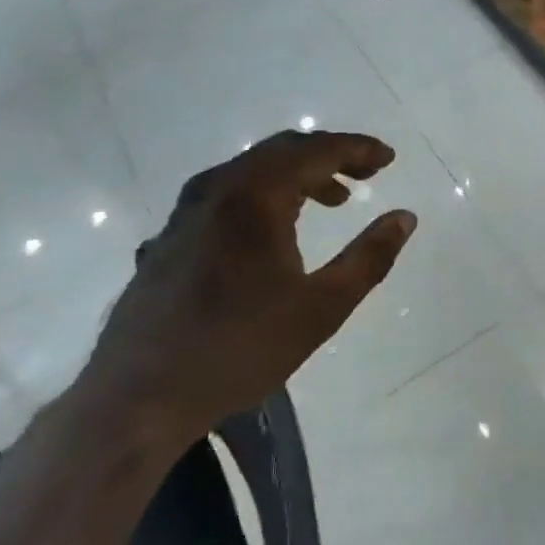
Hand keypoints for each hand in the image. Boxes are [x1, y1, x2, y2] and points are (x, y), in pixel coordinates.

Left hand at [77, 130, 416, 439]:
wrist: (139, 395)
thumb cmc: (240, 348)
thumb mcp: (322, 308)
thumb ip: (369, 257)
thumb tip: (405, 217)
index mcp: (256, 194)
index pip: (317, 150)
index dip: (358, 149)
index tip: (388, 158)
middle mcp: (219, 186)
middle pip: (283, 150)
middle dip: (330, 156)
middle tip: (366, 174)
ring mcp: (189, 208)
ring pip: (254, 170)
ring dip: (298, 175)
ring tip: (333, 201)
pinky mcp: (173, 232)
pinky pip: (231, 191)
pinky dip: (267, 192)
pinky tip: (277, 227)